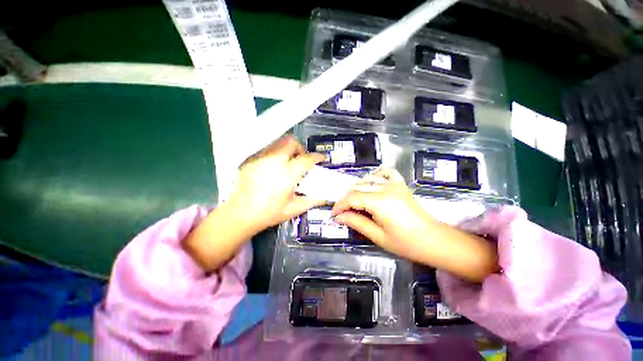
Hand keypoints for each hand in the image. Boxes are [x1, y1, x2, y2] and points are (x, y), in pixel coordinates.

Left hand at [227, 135, 327, 231]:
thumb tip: (325, 197)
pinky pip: (268, 149)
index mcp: (287, 175)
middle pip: (291, 143)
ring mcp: (261, 159)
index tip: (321, 158)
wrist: (240, 214)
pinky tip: (275, 166)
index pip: (306, 159)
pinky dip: (276, 153)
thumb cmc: (268, 213)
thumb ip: (312, 200)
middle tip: (302, 159)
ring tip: (289, 161)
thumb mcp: (294, 209)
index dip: (317, 157)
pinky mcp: (251, 160)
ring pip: (278, 143)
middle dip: (301, 148)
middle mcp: (274, 162)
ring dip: (288, 149)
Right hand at [332, 168, 432, 259]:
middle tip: (343, 212)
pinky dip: (375, 175)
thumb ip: (356, 222)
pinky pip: (385, 173)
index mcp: (380, 202)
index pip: (352, 198)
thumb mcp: (377, 236)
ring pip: (367, 180)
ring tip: (354, 202)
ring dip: (357, 189)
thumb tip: (338, 217)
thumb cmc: (406, 243)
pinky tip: (371, 183)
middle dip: (346, 199)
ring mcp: (394, 184)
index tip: (334, 214)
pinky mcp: (400, 185)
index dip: (340, 205)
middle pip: (357, 188)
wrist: (434, 241)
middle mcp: (386, 188)